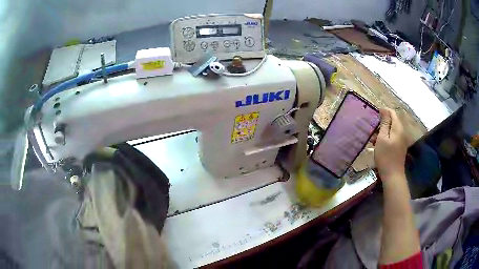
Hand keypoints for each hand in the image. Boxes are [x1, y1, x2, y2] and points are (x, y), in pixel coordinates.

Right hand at [374, 108, 407, 179]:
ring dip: (382, 131)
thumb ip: (384, 123)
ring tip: (372, 138)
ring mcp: (401, 140)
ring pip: (391, 130)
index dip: (383, 111)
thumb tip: (384, 109)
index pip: (392, 113)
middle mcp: (402, 132)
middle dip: (382, 123)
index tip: (373, 116)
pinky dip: (385, 138)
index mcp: (398, 128)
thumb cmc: (386, 156)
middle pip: (392, 121)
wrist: (393, 175)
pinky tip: (378, 144)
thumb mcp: (382, 138)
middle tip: (372, 128)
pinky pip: (392, 137)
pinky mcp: (399, 147)